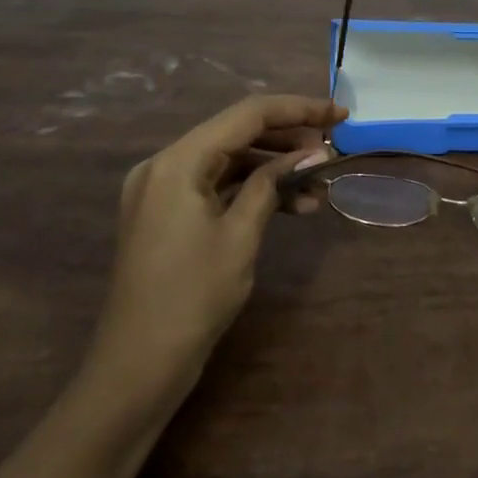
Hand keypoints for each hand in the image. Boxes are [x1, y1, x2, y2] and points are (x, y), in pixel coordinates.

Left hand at [80, 95, 344, 406]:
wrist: (137, 368)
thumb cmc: (192, 298)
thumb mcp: (240, 236)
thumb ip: (272, 184)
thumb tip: (310, 154)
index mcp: (178, 161)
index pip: (248, 115)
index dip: (299, 109)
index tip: (340, 115)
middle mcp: (164, 164)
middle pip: (237, 133)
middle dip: (288, 139)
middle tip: (333, 150)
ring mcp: (163, 190)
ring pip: (230, 160)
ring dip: (274, 168)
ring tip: (319, 187)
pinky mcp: (167, 213)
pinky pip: (216, 185)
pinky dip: (252, 190)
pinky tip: (293, 207)